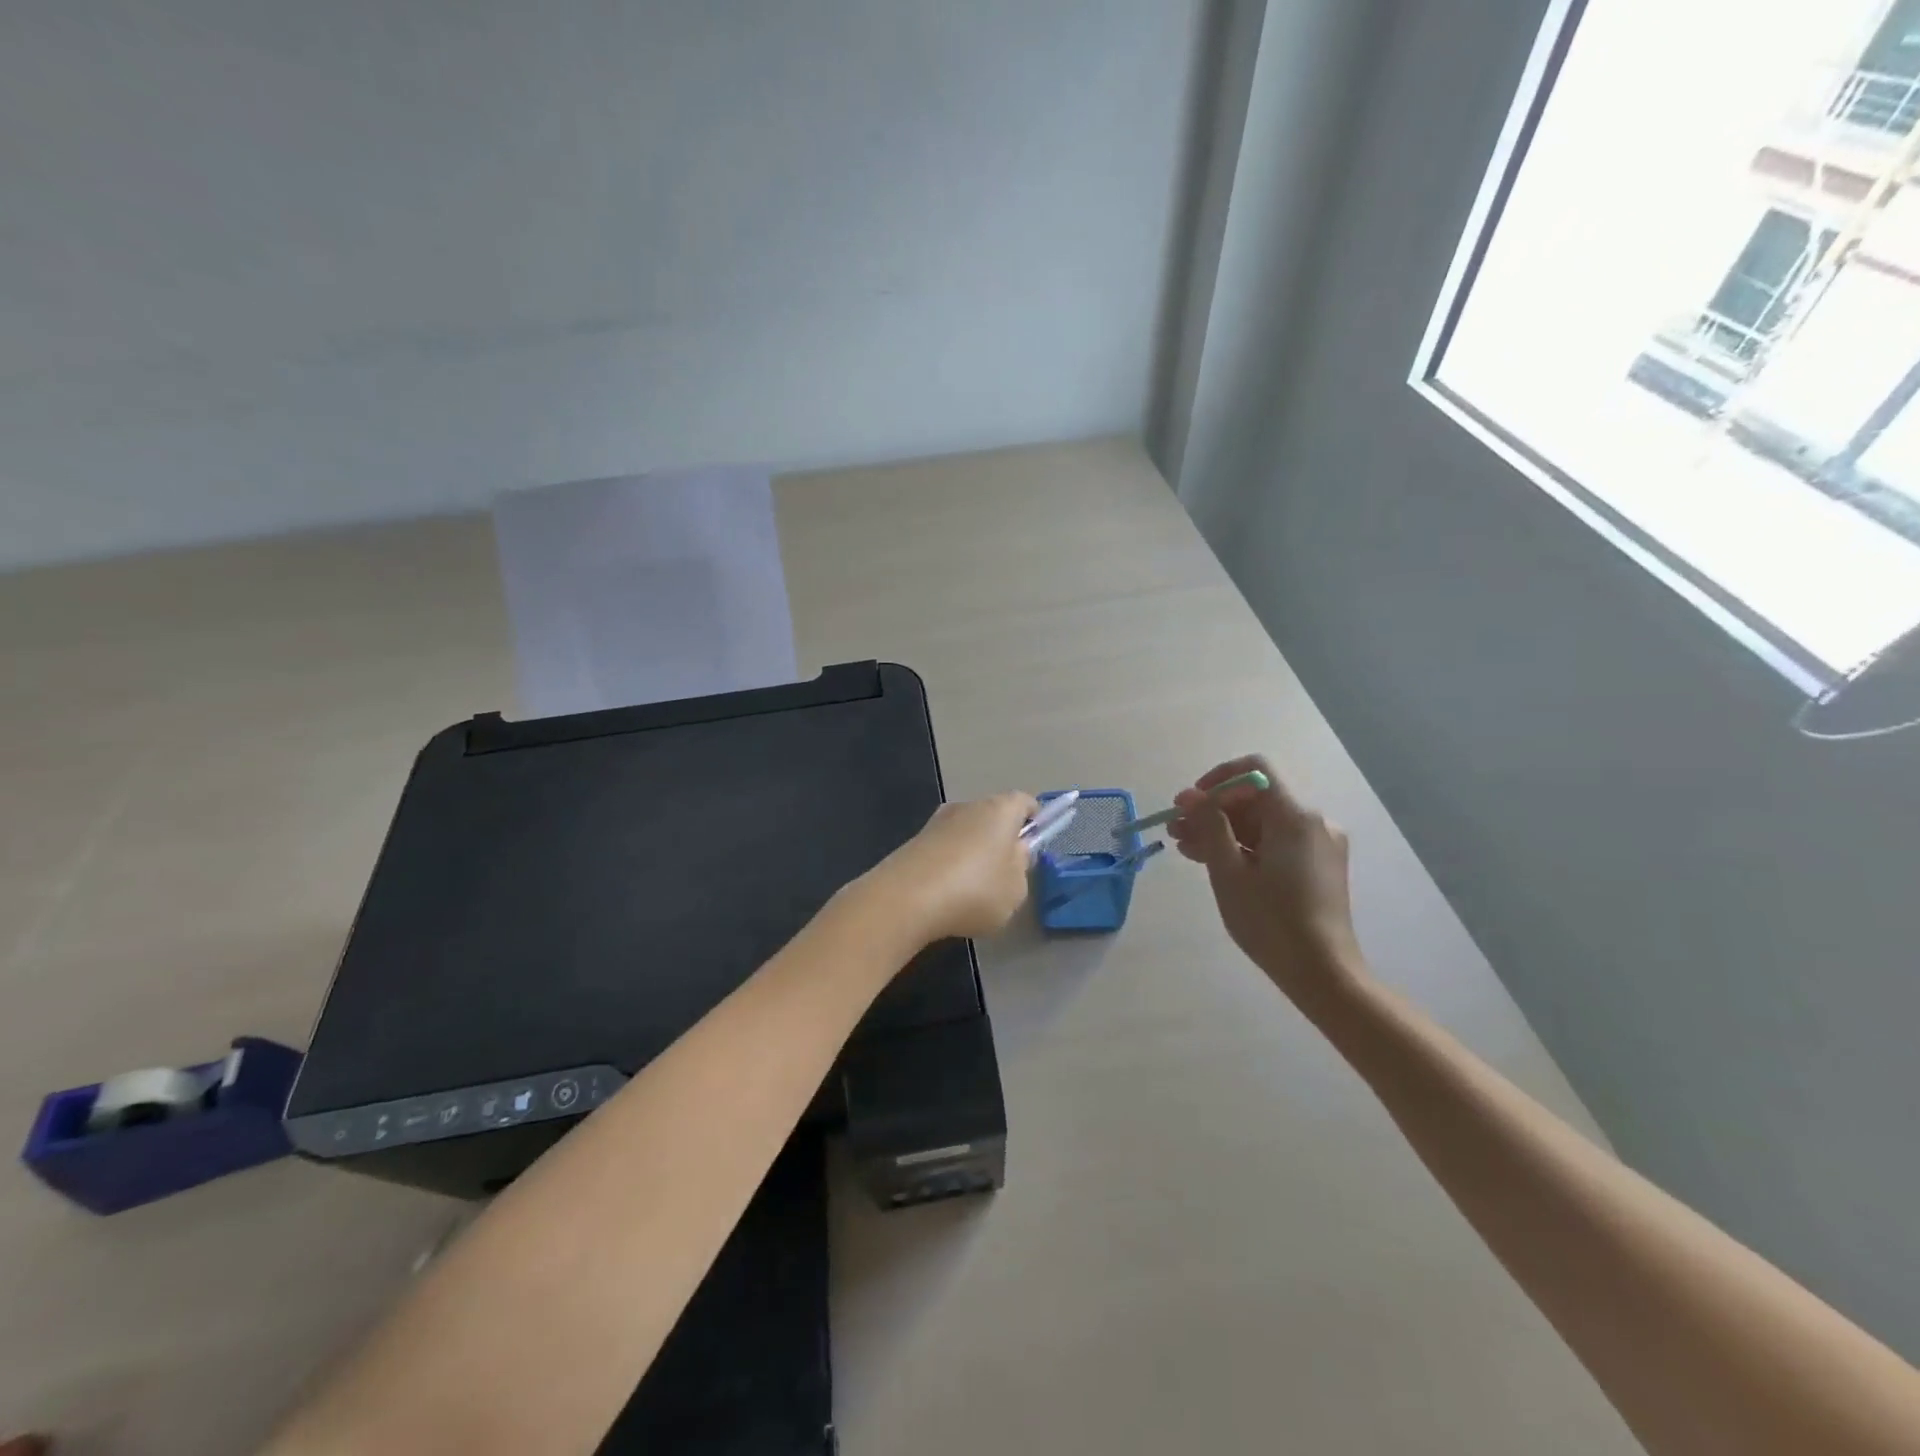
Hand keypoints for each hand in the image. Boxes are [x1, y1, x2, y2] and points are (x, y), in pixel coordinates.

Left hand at [863, 791, 1039, 942]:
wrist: (905, 899)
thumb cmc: (975, 891)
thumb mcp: (1016, 890)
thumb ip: (1021, 868)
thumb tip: (1015, 853)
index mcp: (999, 810)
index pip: (1025, 802)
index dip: (1034, 820)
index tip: (1034, 844)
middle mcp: (967, 806)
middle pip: (993, 816)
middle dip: (1002, 839)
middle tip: (1008, 874)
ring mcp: (936, 822)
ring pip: (966, 833)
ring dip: (973, 854)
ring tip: (975, 891)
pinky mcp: (914, 843)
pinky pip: (944, 850)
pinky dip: (950, 866)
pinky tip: (949, 896)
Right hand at [1166, 756, 1363, 1003]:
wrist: (1323, 974)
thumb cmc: (1271, 921)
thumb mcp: (1229, 871)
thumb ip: (1208, 826)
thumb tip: (1188, 796)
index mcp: (1296, 816)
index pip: (1256, 769)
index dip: (1218, 779)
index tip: (1190, 804)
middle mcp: (1314, 821)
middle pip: (1257, 798)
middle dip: (1214, 809)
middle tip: (1177, 831)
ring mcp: (1319, 844)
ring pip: (1263, 821)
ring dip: (1224, 829)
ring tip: (1187, 849)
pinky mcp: (1318, 865)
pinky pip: (1276, 841)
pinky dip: (1245, 846)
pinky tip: (1215, 862)